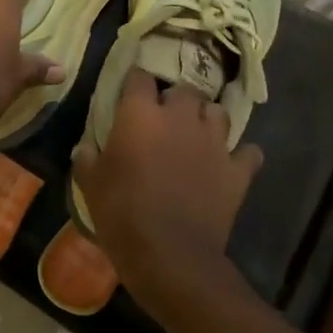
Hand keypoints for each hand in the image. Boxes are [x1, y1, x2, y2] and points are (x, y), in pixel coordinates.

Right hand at [72, 68, 263, 316]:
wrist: (170, 255)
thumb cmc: (122, 214)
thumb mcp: (90, 185)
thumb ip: (87, 159)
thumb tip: (85, 147)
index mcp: (141, 115)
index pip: (140, 77)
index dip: (135, 81)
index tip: (130, 91)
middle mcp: (181, 118)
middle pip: (184, 89)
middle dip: (175, 99)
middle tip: (165, 117)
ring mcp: (214, 142)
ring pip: (219, 112)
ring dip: (208, 119)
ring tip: (198, 134)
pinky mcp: (237, 170)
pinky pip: (248, 152)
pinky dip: (240, 156)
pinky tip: (230, 164)